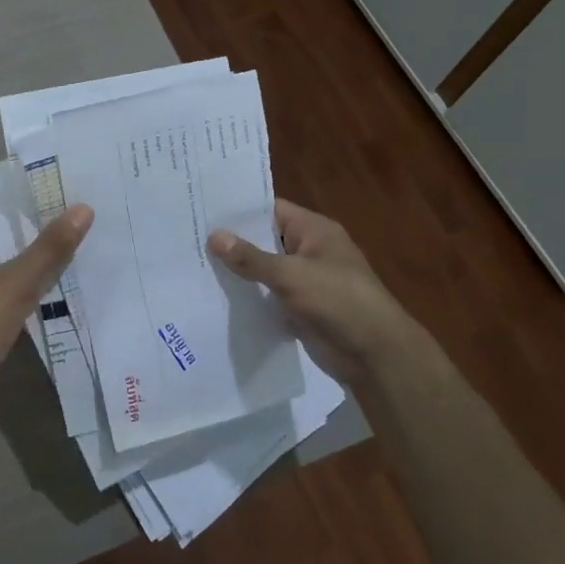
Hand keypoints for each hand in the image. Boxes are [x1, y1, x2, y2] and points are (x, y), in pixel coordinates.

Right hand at [208, 199, 427, 385]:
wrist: (375, 355)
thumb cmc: (338, 301)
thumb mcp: (291, 275)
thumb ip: (251, 258)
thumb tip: (213, 236)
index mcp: (314, 230)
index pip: (270, 210)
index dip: (239, 210)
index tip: (203, 209)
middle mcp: (309, 250)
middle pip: (265, 239)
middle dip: (233, 241)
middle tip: (189, 237)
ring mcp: (306, 280)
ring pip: (265, 269)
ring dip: (238, 271)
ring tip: (193, 265)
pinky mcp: (301, 307)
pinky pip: (269, 295)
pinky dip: (249, 296)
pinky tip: (216, 296)